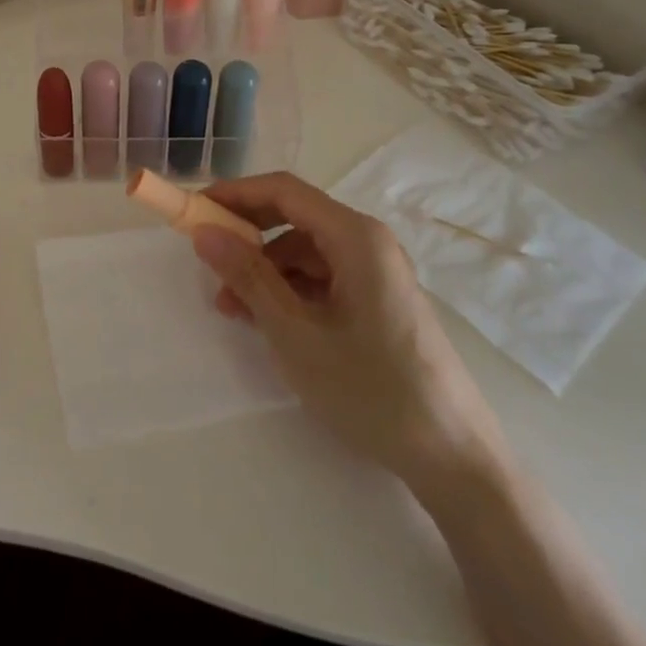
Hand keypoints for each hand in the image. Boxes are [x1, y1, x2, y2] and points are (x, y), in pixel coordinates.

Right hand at [190, 173, 505, 503]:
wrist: (452, 454)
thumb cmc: (370, 387)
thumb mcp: (295, 333)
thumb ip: (248, 277)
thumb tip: (203, 233)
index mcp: (355, 236)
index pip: (284, 190)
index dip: (234, 194)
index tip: (193, 211)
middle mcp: (368, 241)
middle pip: (295, 217)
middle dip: (247, 236)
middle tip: (207, 261)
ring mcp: (376, 271)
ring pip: (305, 251)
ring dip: (264, 270)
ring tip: (230, 309)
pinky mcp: (378, 300)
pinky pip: (322, 278)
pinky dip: (288, 291)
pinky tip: (266, 321)